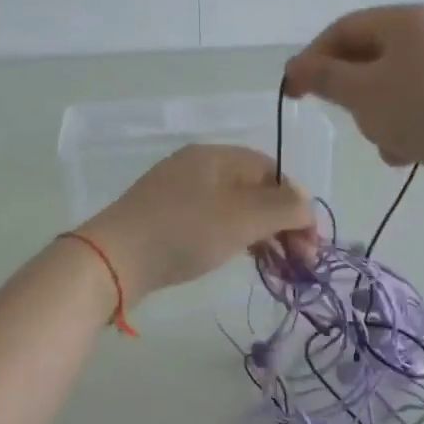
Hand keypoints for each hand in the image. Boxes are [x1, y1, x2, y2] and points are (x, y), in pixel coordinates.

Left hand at [79, 145, 317, 298]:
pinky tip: (243, 259)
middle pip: (255, 190)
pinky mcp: (166, 219)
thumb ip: (284, 207)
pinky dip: (235, 239)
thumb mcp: (243, 217)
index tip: (310, 244)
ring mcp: (178, 193)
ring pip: (235, 209)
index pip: (273, 172)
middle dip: (283, 224)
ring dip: (262, 235)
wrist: (113, 260)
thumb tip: (306, 204)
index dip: (297, 205)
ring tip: (277, 267)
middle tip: (299, 263)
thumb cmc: (184, 232)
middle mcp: (198, 167)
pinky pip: (213, 222)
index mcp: (216, 156)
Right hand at [284, 4, 423, 197]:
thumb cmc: (423, 110)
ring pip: (388, 88)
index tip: (292, 91)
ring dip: (376, 117)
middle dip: (351, 93)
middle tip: (345, 117)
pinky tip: (405, 153)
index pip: (343, 28)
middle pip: (366, 58)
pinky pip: (414, 107)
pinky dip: (402, 128)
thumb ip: (324, 78)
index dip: (312, 58)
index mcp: (405, 20)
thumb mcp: (362, 92)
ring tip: (385, 140)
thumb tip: (297, 68)